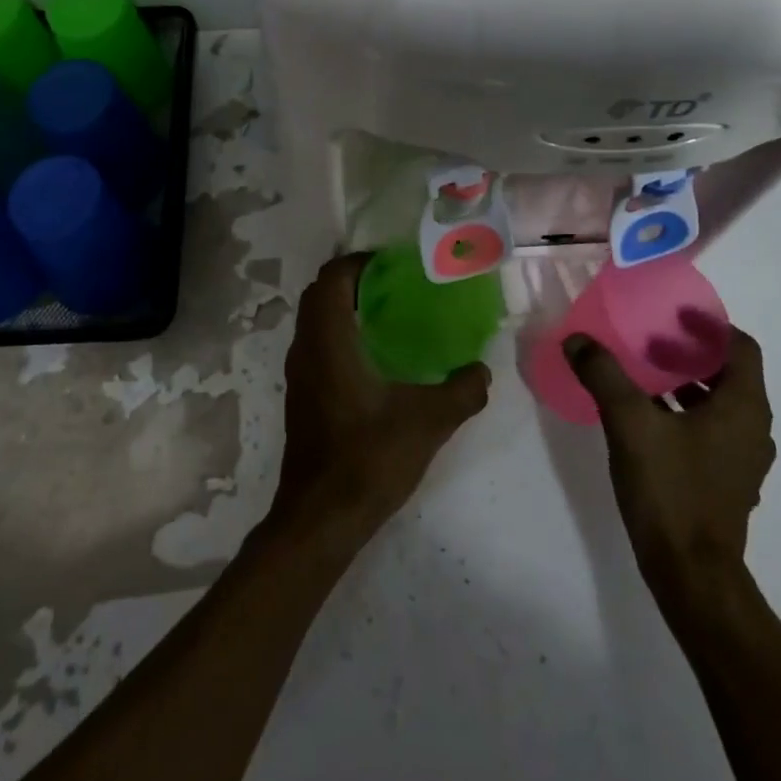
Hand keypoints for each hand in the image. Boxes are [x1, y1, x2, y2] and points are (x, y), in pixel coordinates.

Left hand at [271, 253, 490, 546]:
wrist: (321, 518)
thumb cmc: (368, 459)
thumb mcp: (428, 422)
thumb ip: (462, 391)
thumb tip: (482, 370)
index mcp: (329, 340)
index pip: (333, 277)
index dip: (360, 262)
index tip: (393, 265)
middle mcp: (306, 348)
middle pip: (320, 293)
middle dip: (353, 280)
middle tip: (394, 286)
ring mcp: (299, 373)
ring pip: (315, 320)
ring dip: (343, 307)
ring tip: (388, 314)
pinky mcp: (301, 395)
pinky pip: (316, 343)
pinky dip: (338, 332)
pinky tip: (373, 357)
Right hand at [568, 312, 774, 590]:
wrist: (690, 574)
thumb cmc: (670, 489)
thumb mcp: (629, 423)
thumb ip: (603, 374)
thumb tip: (578, 340)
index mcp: (742, 408)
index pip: (741, 347)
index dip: (709, 325)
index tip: (673, 314)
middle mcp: (752, 429)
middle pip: (729, 373)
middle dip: (690, 352)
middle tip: (649, 339)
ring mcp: (742, 459)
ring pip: (719, 404)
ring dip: (686, 383)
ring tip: (643, 374)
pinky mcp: (726, 481)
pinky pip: (711, 430)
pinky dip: (685, 412)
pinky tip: (646, 417)